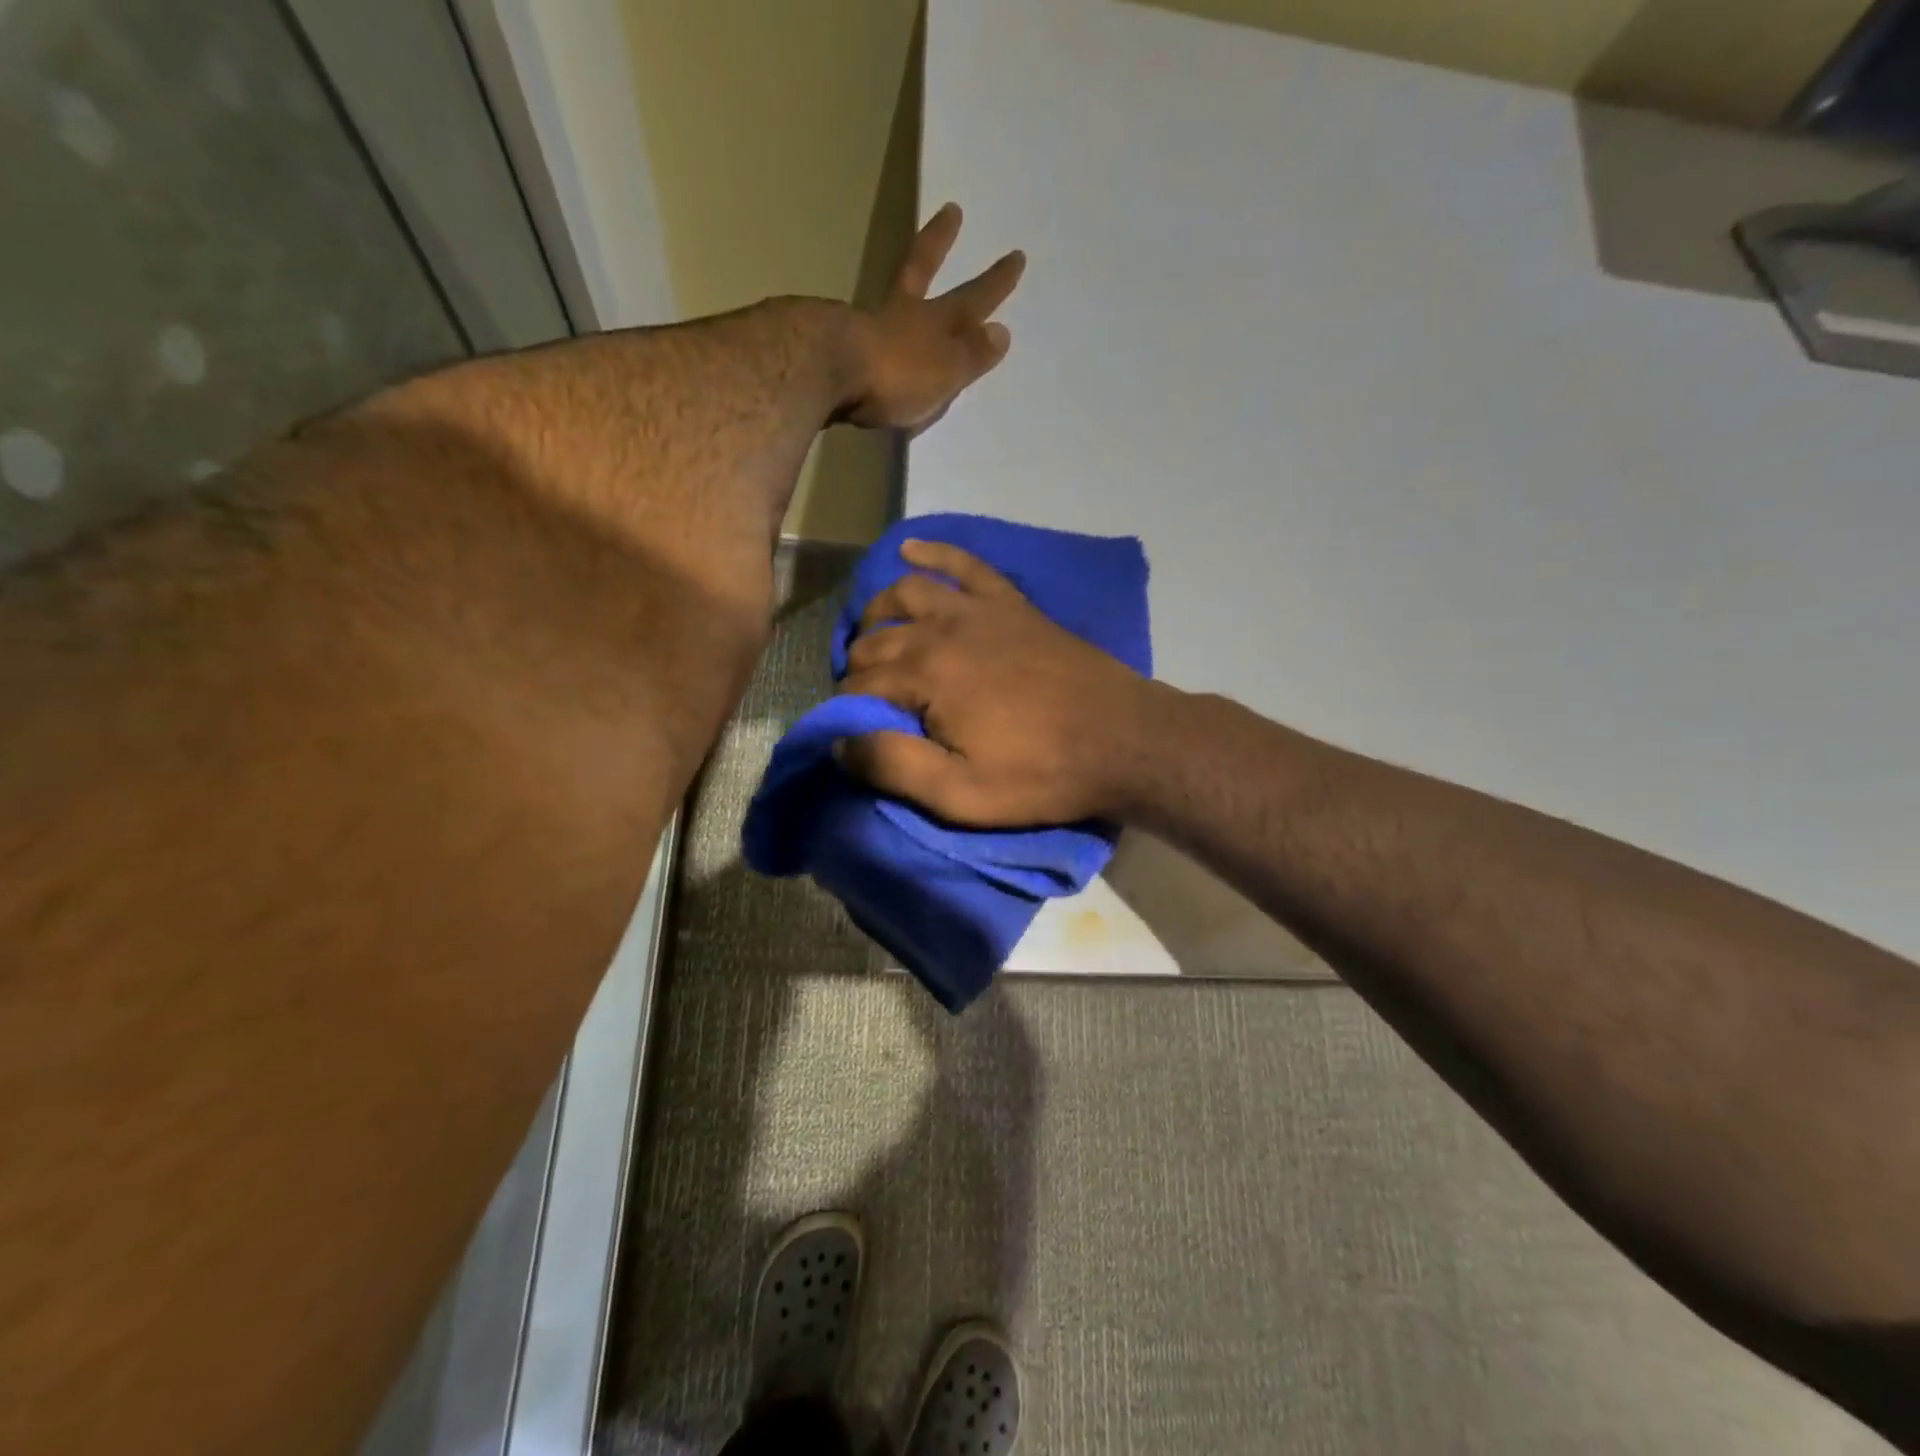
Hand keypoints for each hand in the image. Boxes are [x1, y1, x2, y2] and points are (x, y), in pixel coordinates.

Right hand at [839, 541, 1174, 825]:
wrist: (1124, 740)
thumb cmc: (1042, 774)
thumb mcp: (961, 794)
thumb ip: (893, 766)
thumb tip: (839, 742)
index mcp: (926, 675)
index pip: (860, 684)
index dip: (848, 709)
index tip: (856, 734)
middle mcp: (943, 629)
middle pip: (877, 639)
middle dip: (858, 667)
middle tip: (866, 699)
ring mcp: (980, 610)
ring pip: (908, 593)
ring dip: (879, 612)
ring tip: (872, 635)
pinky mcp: (1012, 604)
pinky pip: (966, 565)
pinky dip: (935, 553)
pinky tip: (911, 549)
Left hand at [841, 204, 1024, 433]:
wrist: (828, 371)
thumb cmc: (896, 374)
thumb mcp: (945, 370)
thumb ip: (971, 354)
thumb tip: (1001, 331)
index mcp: (934, 322)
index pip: (972, 299)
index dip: (994, 283)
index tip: (1015, 255)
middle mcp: (901, 314)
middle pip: (922, 271)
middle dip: (941, 243)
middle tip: (952, 210)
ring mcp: (864, 324)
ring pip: (889, 297)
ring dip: (902, 284)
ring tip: (905, 278)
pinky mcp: (833, 342)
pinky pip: (861, 332)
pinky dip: (868, 328)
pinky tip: (863, 332)